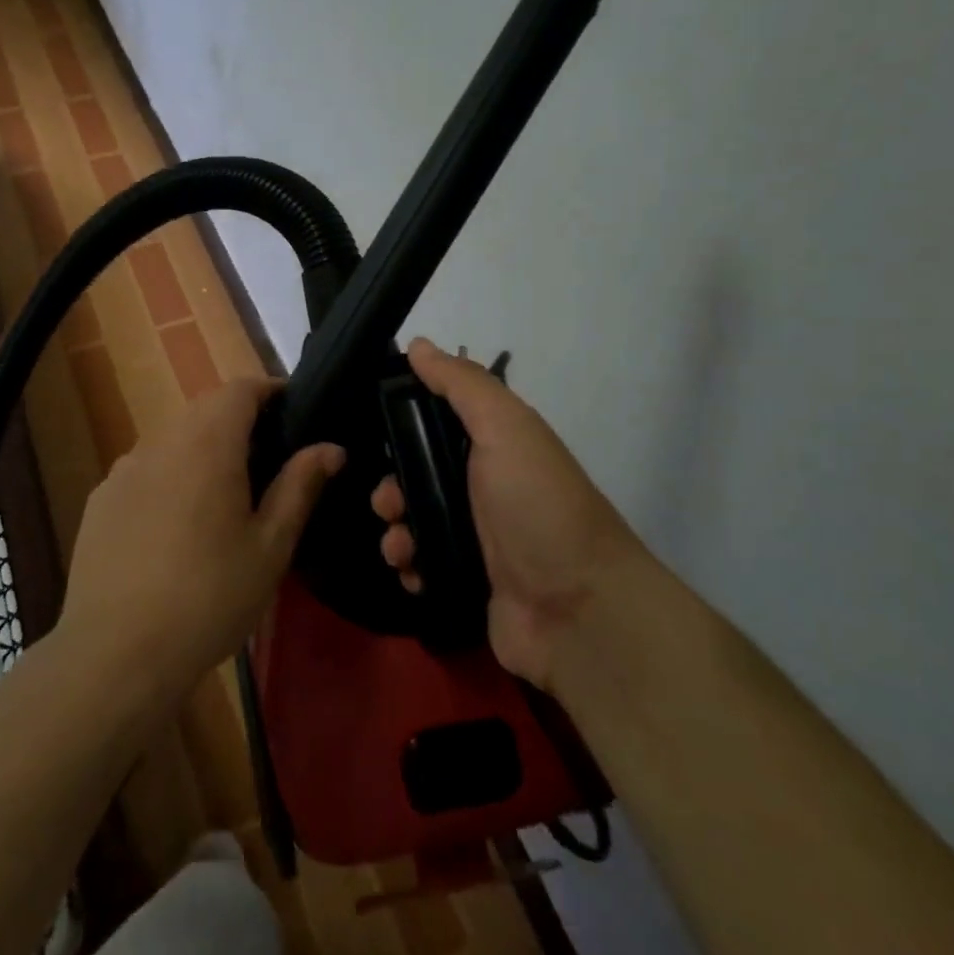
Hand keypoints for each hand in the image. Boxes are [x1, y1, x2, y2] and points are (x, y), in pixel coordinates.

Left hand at [60, 378, 343, 704]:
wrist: (117, 653)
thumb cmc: (209, 597)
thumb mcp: (270, 546)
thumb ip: (300, 486)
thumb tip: (330, 447)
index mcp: (207, 444)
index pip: (240, 389)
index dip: (270, 392)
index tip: (294, 412)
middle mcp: (161, 442)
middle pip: (205, 410)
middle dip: (239, 421)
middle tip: (269, 460)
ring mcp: (123, 470)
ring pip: (173, 439)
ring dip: (203, 449)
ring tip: (225, 495)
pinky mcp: (101, 500)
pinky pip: (145, 470)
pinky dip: (170, 477)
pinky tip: (177, 526)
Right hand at [372, 338, 637, 686]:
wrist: (578, 610)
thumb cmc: (538, 507)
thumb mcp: (506, 429)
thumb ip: (461, 385)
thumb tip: (418, 344)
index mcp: (494, 447)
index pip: (436, 424)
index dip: (403, 425)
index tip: (375, 431)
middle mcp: (484, 488)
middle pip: (417, 477)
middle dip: (391, 488)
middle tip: (389, 503)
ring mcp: (477, 539)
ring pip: (414, 523)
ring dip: (395, 532)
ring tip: (401, 547)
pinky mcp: (467, 582)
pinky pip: (421, 566)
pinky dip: (409, 568)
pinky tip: (412, 572)